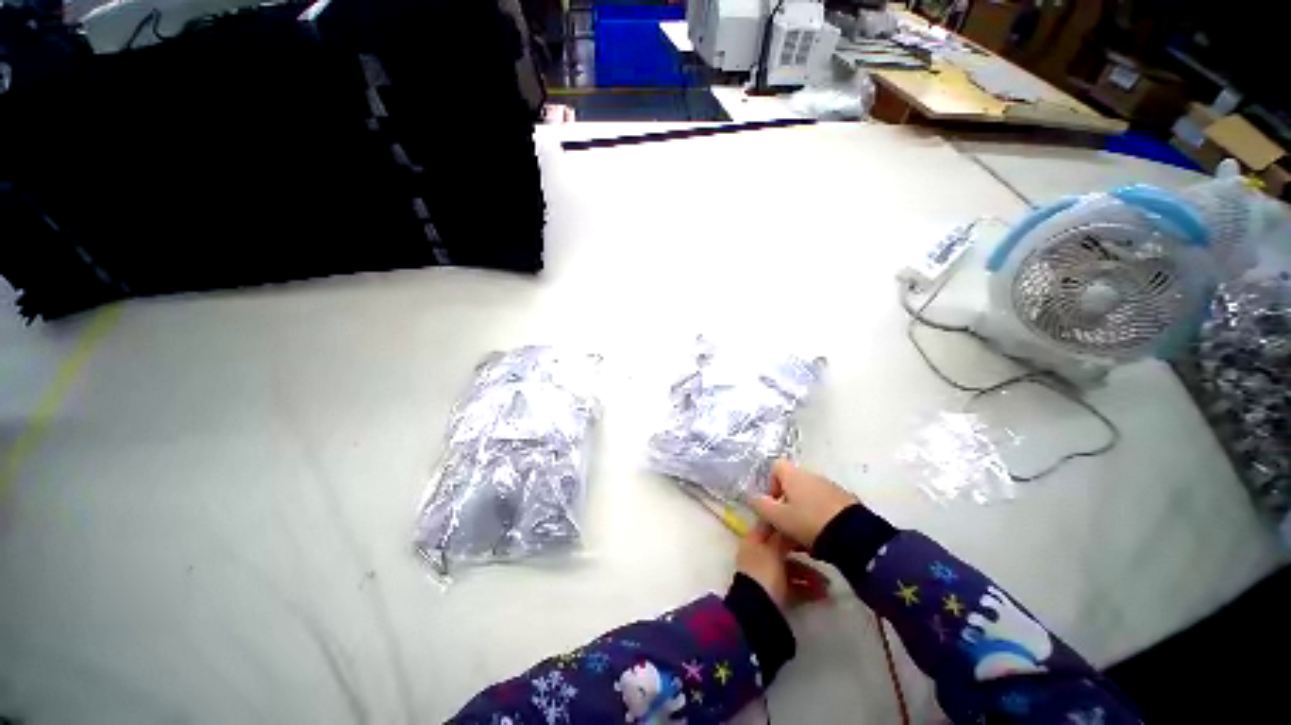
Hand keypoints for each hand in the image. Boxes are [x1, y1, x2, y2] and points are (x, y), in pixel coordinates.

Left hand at [736, 522, 829, 610]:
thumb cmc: (764, 574)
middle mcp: (759, 556)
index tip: (803, 521)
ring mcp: (768, 576)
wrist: (758, 612)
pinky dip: (808, 590)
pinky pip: (795, 588)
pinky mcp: (777, 595)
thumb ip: (781, 537)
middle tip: (821, 553)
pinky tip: (824, 595)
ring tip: (828, 584)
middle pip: (783, 549)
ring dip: (810, 575)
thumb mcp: (773, 550)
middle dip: (803, 552)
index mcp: (753, 541)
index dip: (784, 522)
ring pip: (791, 569)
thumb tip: (789, 523)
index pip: (768, 525)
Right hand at [749, 460, 858, 549]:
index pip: (775, 467)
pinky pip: (822, 506)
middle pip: (791, 484)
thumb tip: (751, 497)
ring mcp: (830, 488)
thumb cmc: (808, 522)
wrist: (855, 537)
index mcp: (794, 475)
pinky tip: (819, 539)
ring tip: (801, 538)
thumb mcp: (778, 517)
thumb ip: (761, 506)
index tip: (772, 505)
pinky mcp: (845, 502)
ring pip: (806, 498)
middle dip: (784, 505)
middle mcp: (812, 476)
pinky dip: (816, 519)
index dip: (769, 484)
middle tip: (783, 527)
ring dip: (800, 514)